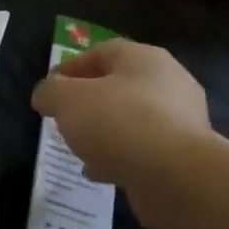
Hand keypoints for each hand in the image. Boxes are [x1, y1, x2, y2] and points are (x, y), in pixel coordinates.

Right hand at [31, 40, 211, 228]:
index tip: (50, 87)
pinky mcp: (183, 155)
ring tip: (79, 148)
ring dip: (104, 132)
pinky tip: (98, 172)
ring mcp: (180, 121)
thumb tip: (46, 94)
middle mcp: (168, 83)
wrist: (175, 176)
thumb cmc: (119, 123)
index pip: (102, 52)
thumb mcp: (69, 101)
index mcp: (143, 59)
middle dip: (89, 101)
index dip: (72, 67)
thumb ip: (51, 93)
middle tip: (65, 118)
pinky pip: (143, 150)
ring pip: (131, 120)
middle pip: (120, 86)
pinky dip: (119, 157)